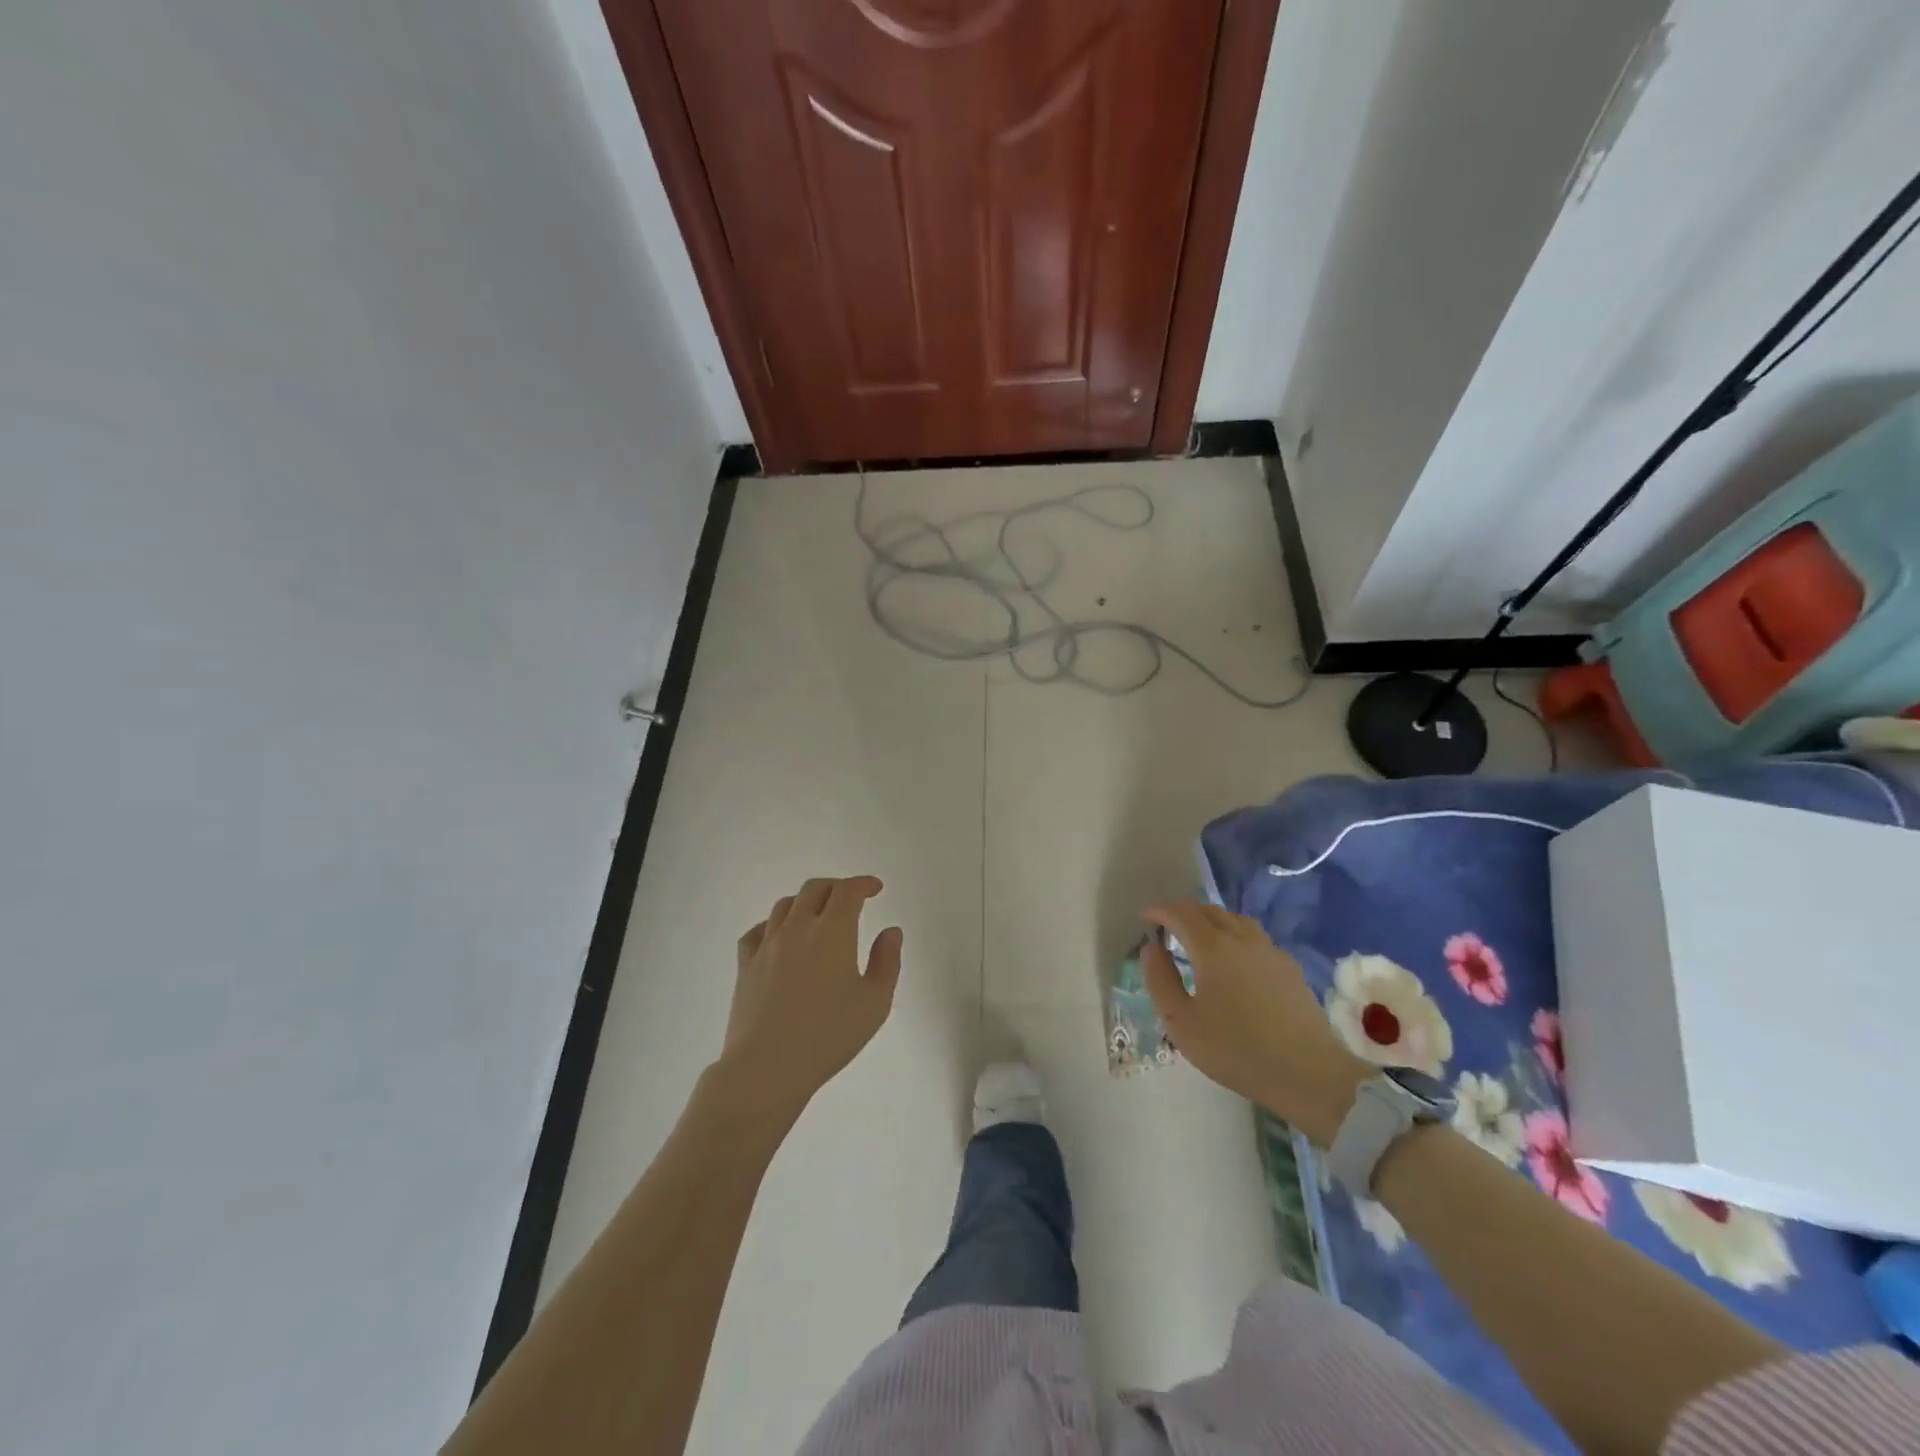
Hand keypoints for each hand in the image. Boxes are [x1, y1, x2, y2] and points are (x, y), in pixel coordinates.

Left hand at [714, 876, 903, 1121]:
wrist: (767, 1067)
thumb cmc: (829, 1035)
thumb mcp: (875, 1003)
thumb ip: (887, 961)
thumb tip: (891, 931)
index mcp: (832, 932)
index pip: (848, 891)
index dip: (864, 884)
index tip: (875, 888)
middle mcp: (798, 928)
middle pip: (815, 889)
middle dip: (836, 887)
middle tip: (851, 899)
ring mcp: (767, 945)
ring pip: (785, 905)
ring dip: (806, 902)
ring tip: (818, 915)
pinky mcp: (745, 965)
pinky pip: (757, 931)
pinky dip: (773, 925)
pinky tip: (780, 937)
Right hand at [1141, 901, 1367, 1146]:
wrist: (1309, 1074)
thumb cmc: (1236, 1050)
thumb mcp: (1181, 1023)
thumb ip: (1160, 980)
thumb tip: (1151, 948)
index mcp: (1212, 948)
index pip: (1181, 913)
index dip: (1160, 910)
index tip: (1146, 918)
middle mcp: (1241, 938)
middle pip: (1209, 910)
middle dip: (1184, 913)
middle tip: (1168, 928)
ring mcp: (1269, 950)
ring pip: (1235, 919)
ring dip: (1211, 920)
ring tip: (1199, 939)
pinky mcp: (1289, 967)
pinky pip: (1255, 936)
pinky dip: (1235, 935)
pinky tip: (1234, 960)